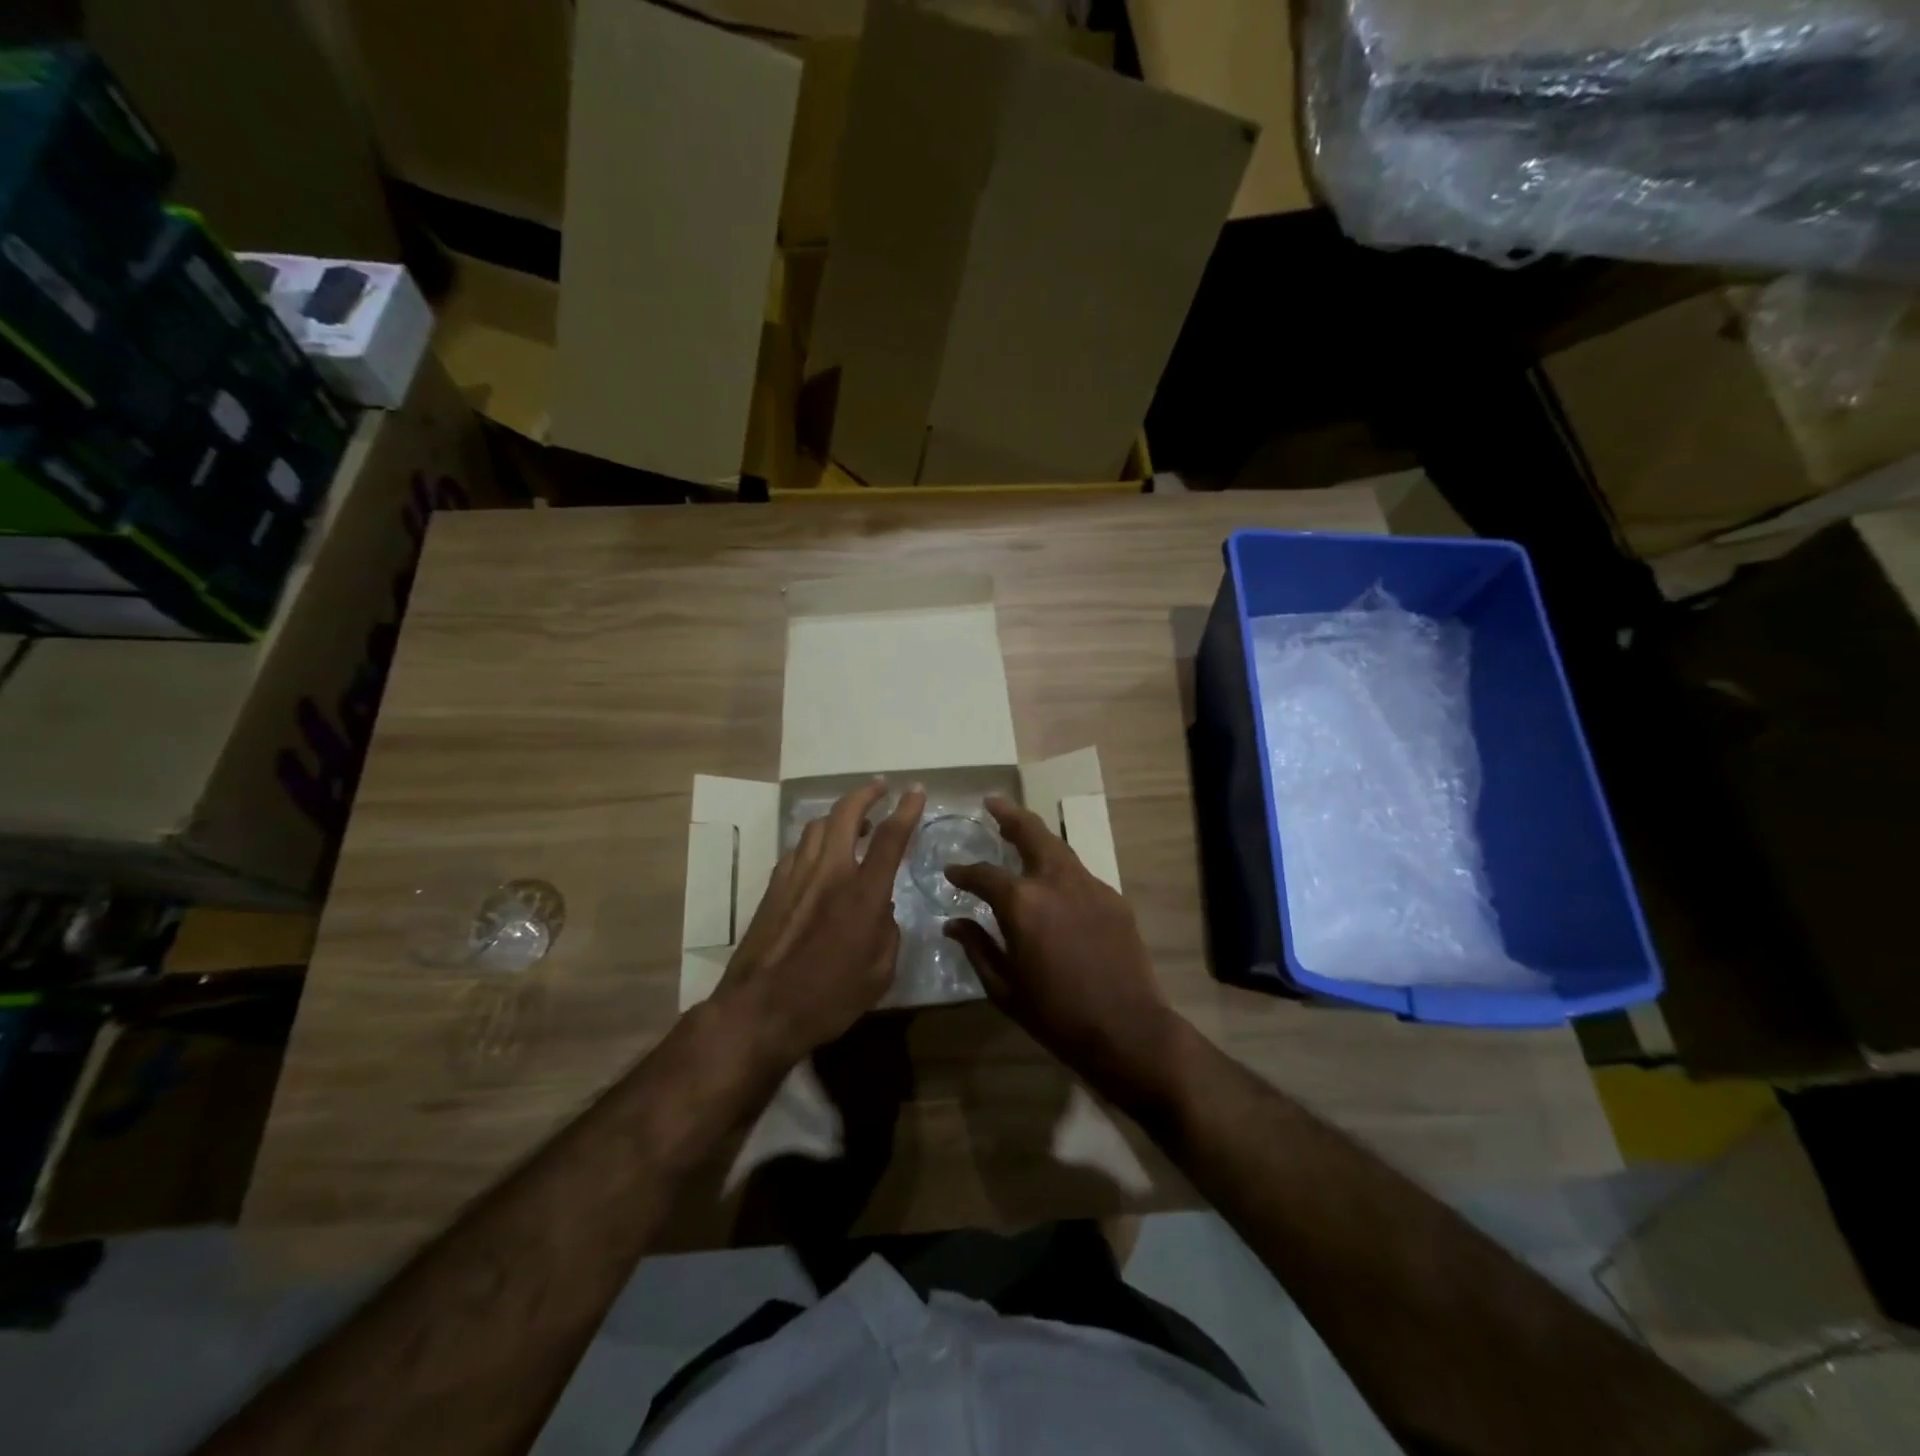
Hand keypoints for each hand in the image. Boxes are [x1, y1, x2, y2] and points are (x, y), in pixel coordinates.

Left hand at [715, 780, 923, 1070]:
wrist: (759, 1012)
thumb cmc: (828, 999)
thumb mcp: (879, 973)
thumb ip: (887, 932)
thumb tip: (881, 909)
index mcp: (862, 894)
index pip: (890, 838)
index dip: (906, 810)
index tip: (916, 790)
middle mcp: (829, 873)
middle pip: (845, 814)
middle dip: (866, 793)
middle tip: (880, 787)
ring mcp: (795, 877)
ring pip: (816, 826)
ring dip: (838, 815)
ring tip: (854, 821)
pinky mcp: (773, 888)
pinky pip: (798, 849)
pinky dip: (815, 841)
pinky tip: (820, 855)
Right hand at [944, 797, 1180, 1097]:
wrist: (1127, 1029)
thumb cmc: (1056, 1015)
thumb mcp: (1005, 987)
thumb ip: (977, 948)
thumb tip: (953, 923)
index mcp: (1022, 904)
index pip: (984, 874)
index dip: (963, 871)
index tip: (951, 870)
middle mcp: (1055, 882)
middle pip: (1030, 833)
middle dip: (1008, 815)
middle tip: (991, 802)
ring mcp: (1089, 886)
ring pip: (1058, 846)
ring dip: (1036, 835)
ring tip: (1019, 831)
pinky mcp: (1113, 898)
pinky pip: (1079, 873)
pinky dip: (1060, 868)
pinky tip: (1054, 881)